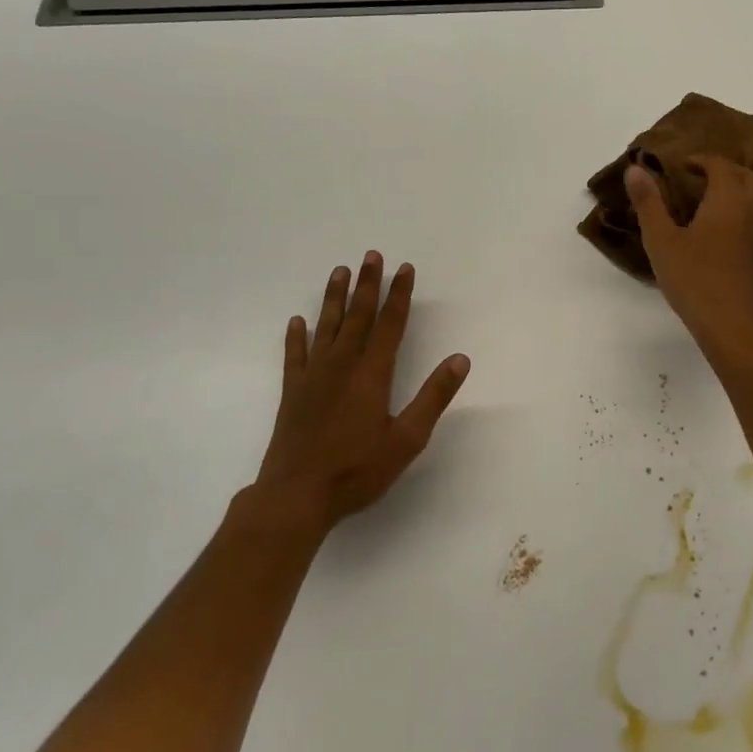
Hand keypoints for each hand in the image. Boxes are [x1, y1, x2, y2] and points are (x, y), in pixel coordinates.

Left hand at [245, 252, 470, 538]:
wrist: (295, 496)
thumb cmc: (357, 470)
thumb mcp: (407, 439)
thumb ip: (434, 397)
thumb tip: (460, 359)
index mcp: (372, 374)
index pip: (390, 324)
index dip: (399, 295)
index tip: (405, 268)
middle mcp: (342, 365)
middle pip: (358, 316)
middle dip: (367, 284)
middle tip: (372, 255)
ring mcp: (313, 377)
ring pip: (326, 327)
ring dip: (334, 298)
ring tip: (339, 271)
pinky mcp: (292, 393)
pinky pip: (294, 355)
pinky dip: (296, 337)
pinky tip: (297, 322)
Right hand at [626, 157, 752, 355]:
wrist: (735, 326)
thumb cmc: (694, 280)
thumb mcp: (661, 241)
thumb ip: (649, 203)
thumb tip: (635, 169)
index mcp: (729, 200)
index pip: (720, 165)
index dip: (702, 160)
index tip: (684, 166)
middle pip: (748, 177)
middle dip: (726, 171)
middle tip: (703, 179)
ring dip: (748, 190)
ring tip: (728, 200)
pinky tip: (741, 233)